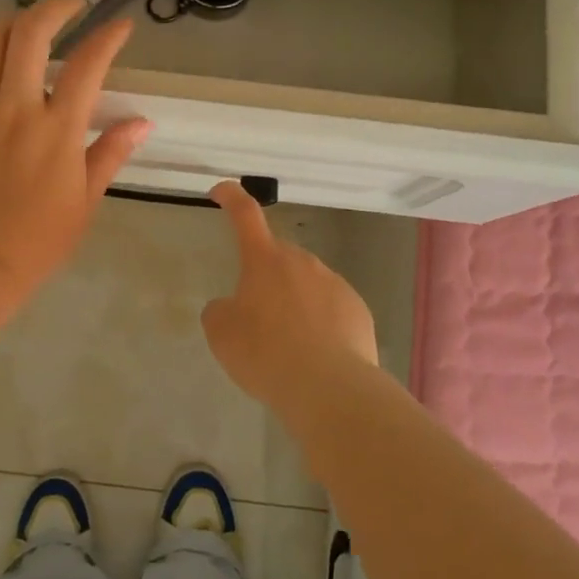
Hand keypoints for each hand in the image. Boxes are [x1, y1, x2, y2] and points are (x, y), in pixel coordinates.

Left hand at [0, 0, 151, 294]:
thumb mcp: (86, 200)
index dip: (108, 37)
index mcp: (57, 131)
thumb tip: (142, 121)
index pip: (88, 66)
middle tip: (70, 5)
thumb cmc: (38, 238)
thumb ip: (111, 153)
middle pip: (30, 36)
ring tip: (24, 23)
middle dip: (55, 8)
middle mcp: (14, 110)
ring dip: (9, 22)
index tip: (119, 25)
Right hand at [201, 181, 377, 406]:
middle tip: (256, 314)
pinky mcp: (358, 309)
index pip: (245, 214)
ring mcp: (334, 283)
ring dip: (294, 301)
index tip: (221, 191)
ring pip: (306, 283)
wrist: (329, 388)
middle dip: (265, 277)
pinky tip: (316, 353)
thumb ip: (221, 310)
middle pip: (277, 257)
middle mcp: (302, 261)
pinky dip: (320, 321)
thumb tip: (232, 306)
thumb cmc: (266, 353)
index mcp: (264, 259)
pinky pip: (331, 307)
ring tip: (287, 343)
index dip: (231, 197)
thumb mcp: (222, 333)